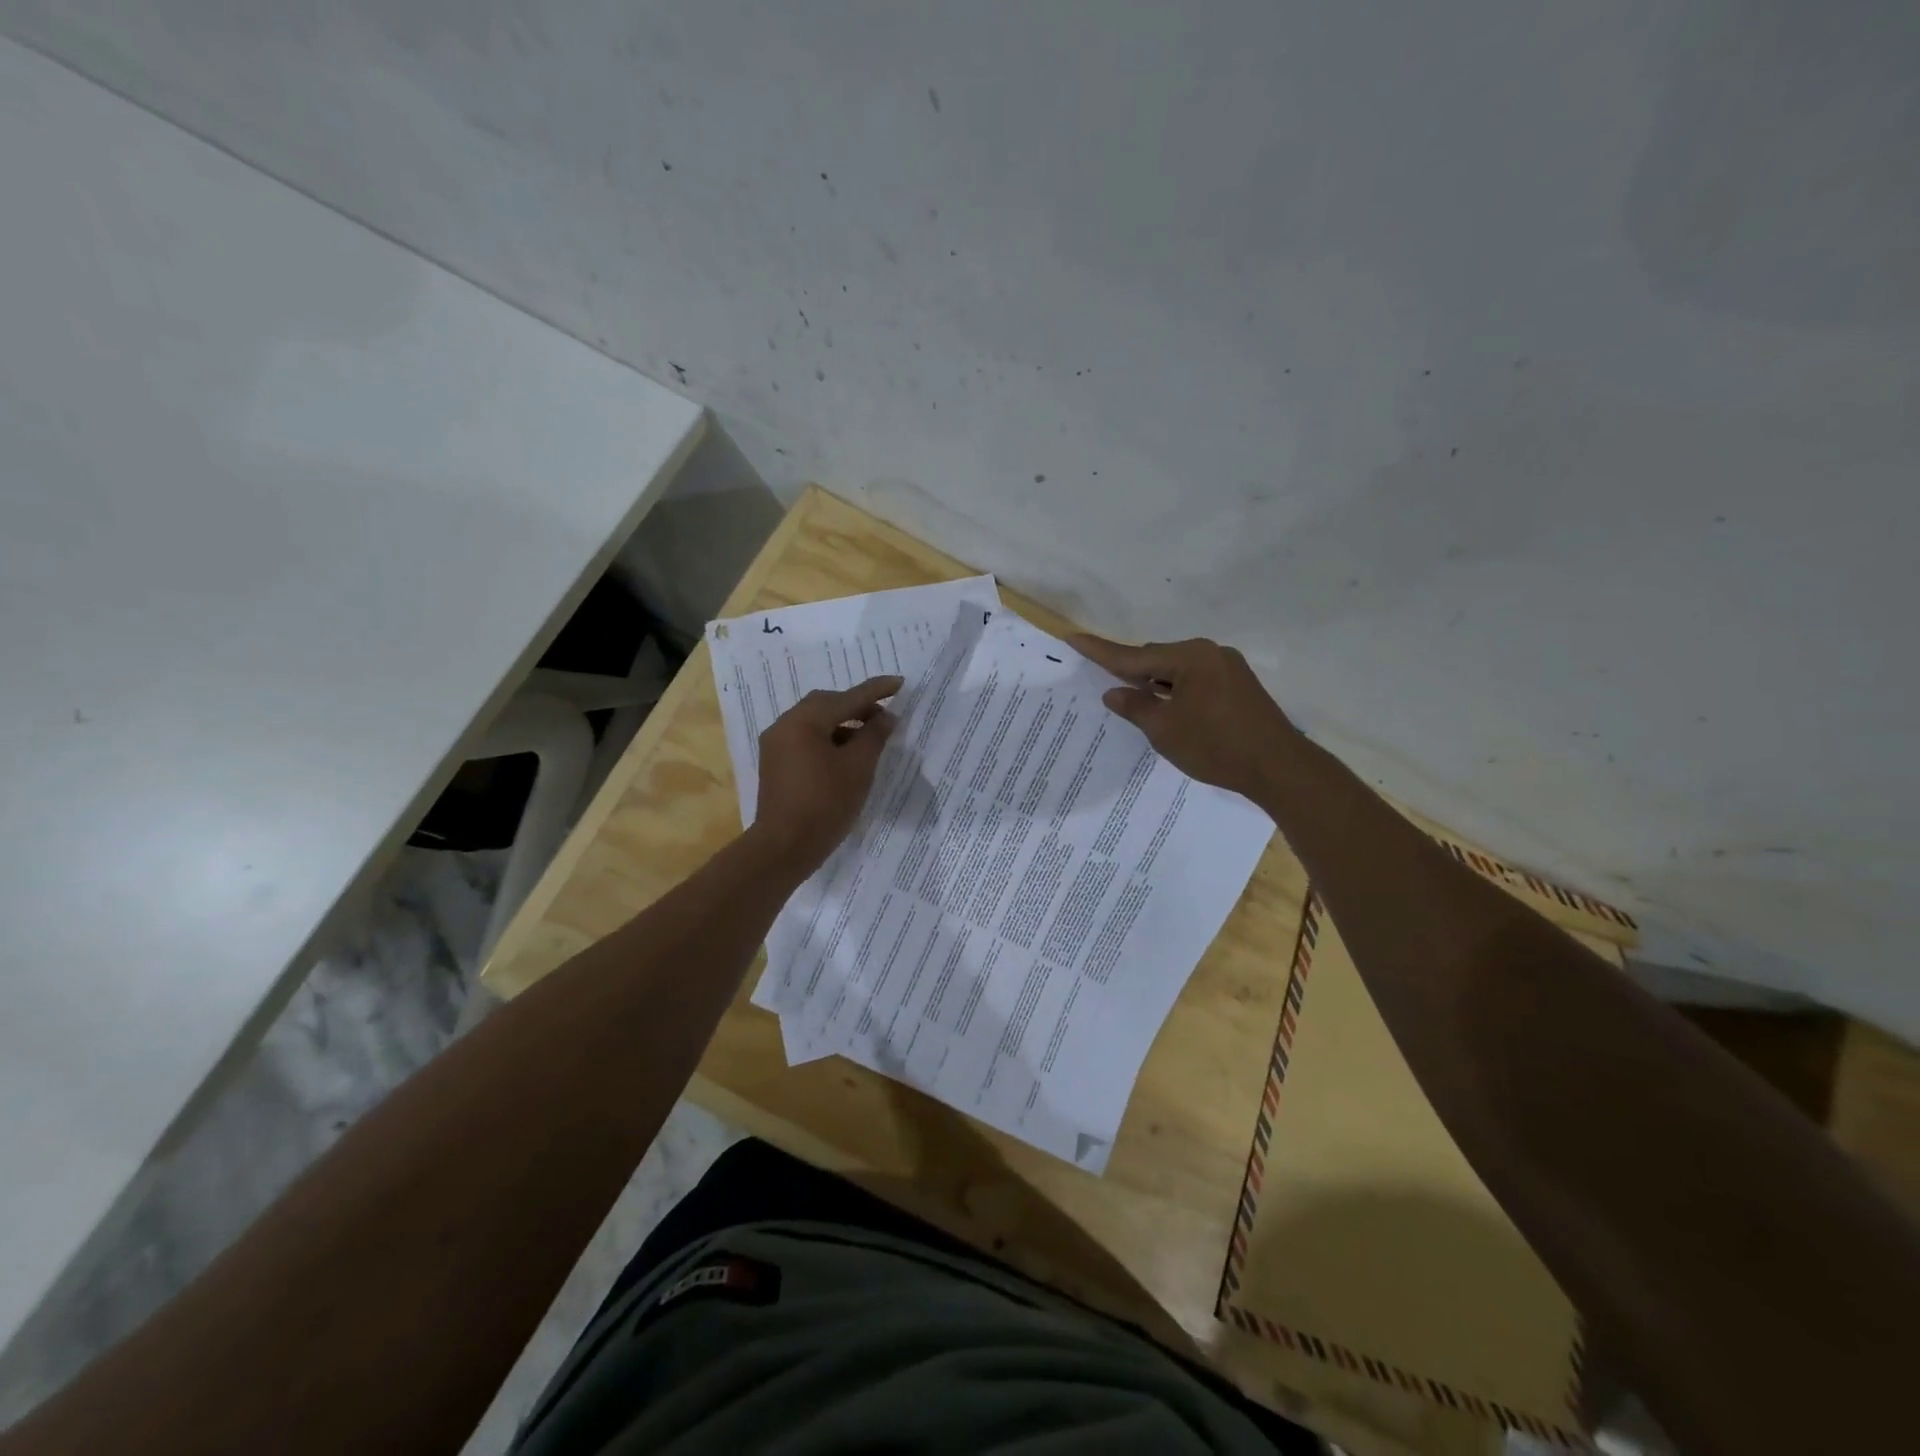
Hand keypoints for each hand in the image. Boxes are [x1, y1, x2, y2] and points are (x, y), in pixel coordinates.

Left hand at [752, 675, 902, 870]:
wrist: (783, 848)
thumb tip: (886, 717)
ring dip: (843, 724)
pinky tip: (846, 756)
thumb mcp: (858, 768)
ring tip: (869, 738)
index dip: (876, 691)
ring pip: (815, 723)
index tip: (900, 683)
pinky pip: (806, 740)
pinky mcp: (776, 765)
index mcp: (804, 721)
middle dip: (857, 706)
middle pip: (826, 705)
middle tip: (884, 716)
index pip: (847, 698)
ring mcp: (776, 746)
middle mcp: (785, 725)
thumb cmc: (825, 804)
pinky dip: (828, 740)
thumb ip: (874, 736)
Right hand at [1068, 634, 1303, 801]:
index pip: (1134, 655)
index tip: (1073, 637)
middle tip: (1107, 685)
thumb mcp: (1165, 730)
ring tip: (1135, 702)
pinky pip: (1196, 681)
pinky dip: (1176, 692)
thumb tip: (1114, 692)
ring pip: (1178, 671)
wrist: (1279, 768)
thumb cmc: (1216, 746)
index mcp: (1190, 657)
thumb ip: (1136, 707)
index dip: (1100, 651)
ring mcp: (1228, 669)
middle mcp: (1210, 653)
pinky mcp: (1239, 686)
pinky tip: (1167, 708)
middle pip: (1157, 658)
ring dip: (1156, 684)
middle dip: (1132, 671)